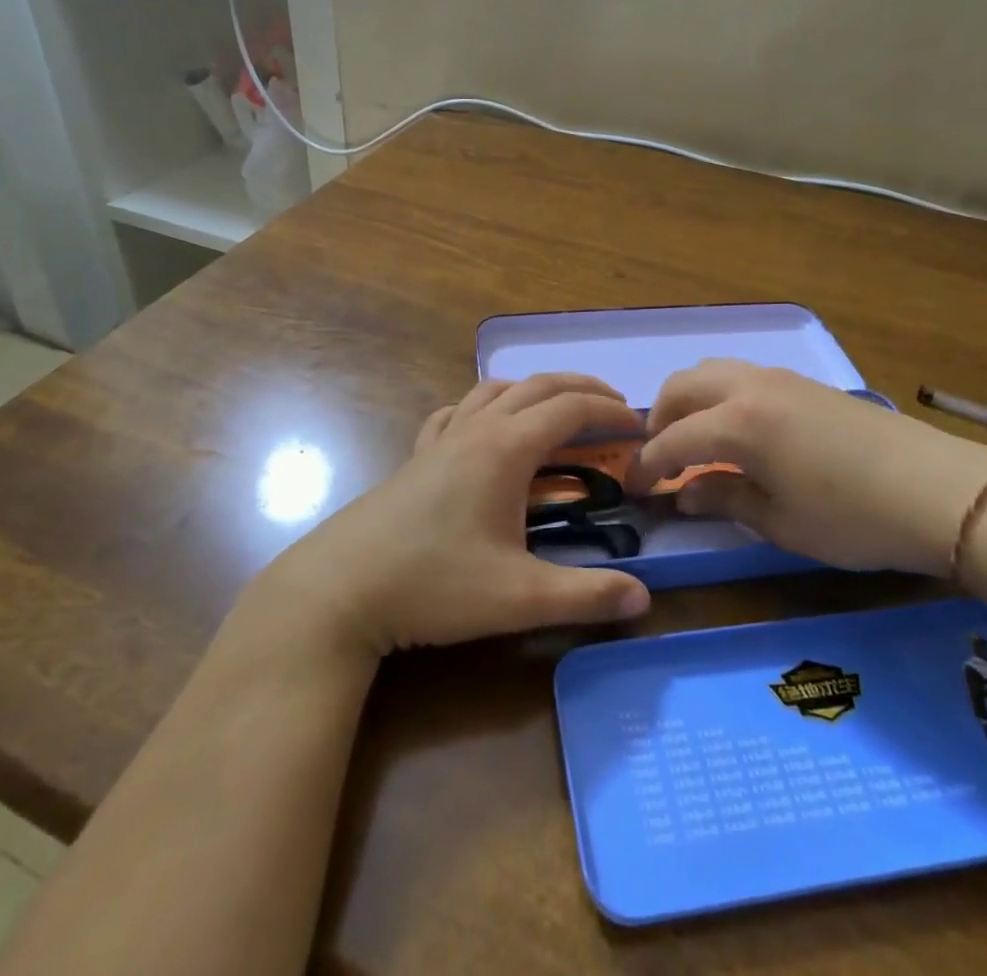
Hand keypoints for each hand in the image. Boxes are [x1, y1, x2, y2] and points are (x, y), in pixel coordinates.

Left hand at [250, 374, 652, 657]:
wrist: (342, 588)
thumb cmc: (434, 584)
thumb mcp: (518, 597)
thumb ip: (585, 596)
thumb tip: (644, 599)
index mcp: (505, 448)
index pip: (571, 410)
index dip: (611, 413)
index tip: (640, 428)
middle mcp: (476, 429)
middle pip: (538, 386)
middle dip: (583, 390)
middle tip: (616, 409)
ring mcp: (442, 438)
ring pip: (495, 390)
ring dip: (535, 390)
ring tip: (559, 411)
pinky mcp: (418, 456)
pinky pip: (457, 411)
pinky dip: (485, 406)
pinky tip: (484, 428)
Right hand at [637, 359, 986, 576]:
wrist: (940, 491)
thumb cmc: (853, 518)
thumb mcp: (780, 522)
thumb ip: (724, 499)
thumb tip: (684, 494)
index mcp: (737, 423)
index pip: (673, 440)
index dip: (648, 465)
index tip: (634, 487)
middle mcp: (750, 388)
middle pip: (682, 386)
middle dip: (659, 419)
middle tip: (659, 458)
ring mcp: (780, 379)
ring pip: (712, 371)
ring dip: (689, 400)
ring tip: (694, 438)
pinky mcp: (805, 383)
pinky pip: (741, 375)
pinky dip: (719, 395)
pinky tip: (736, 430)